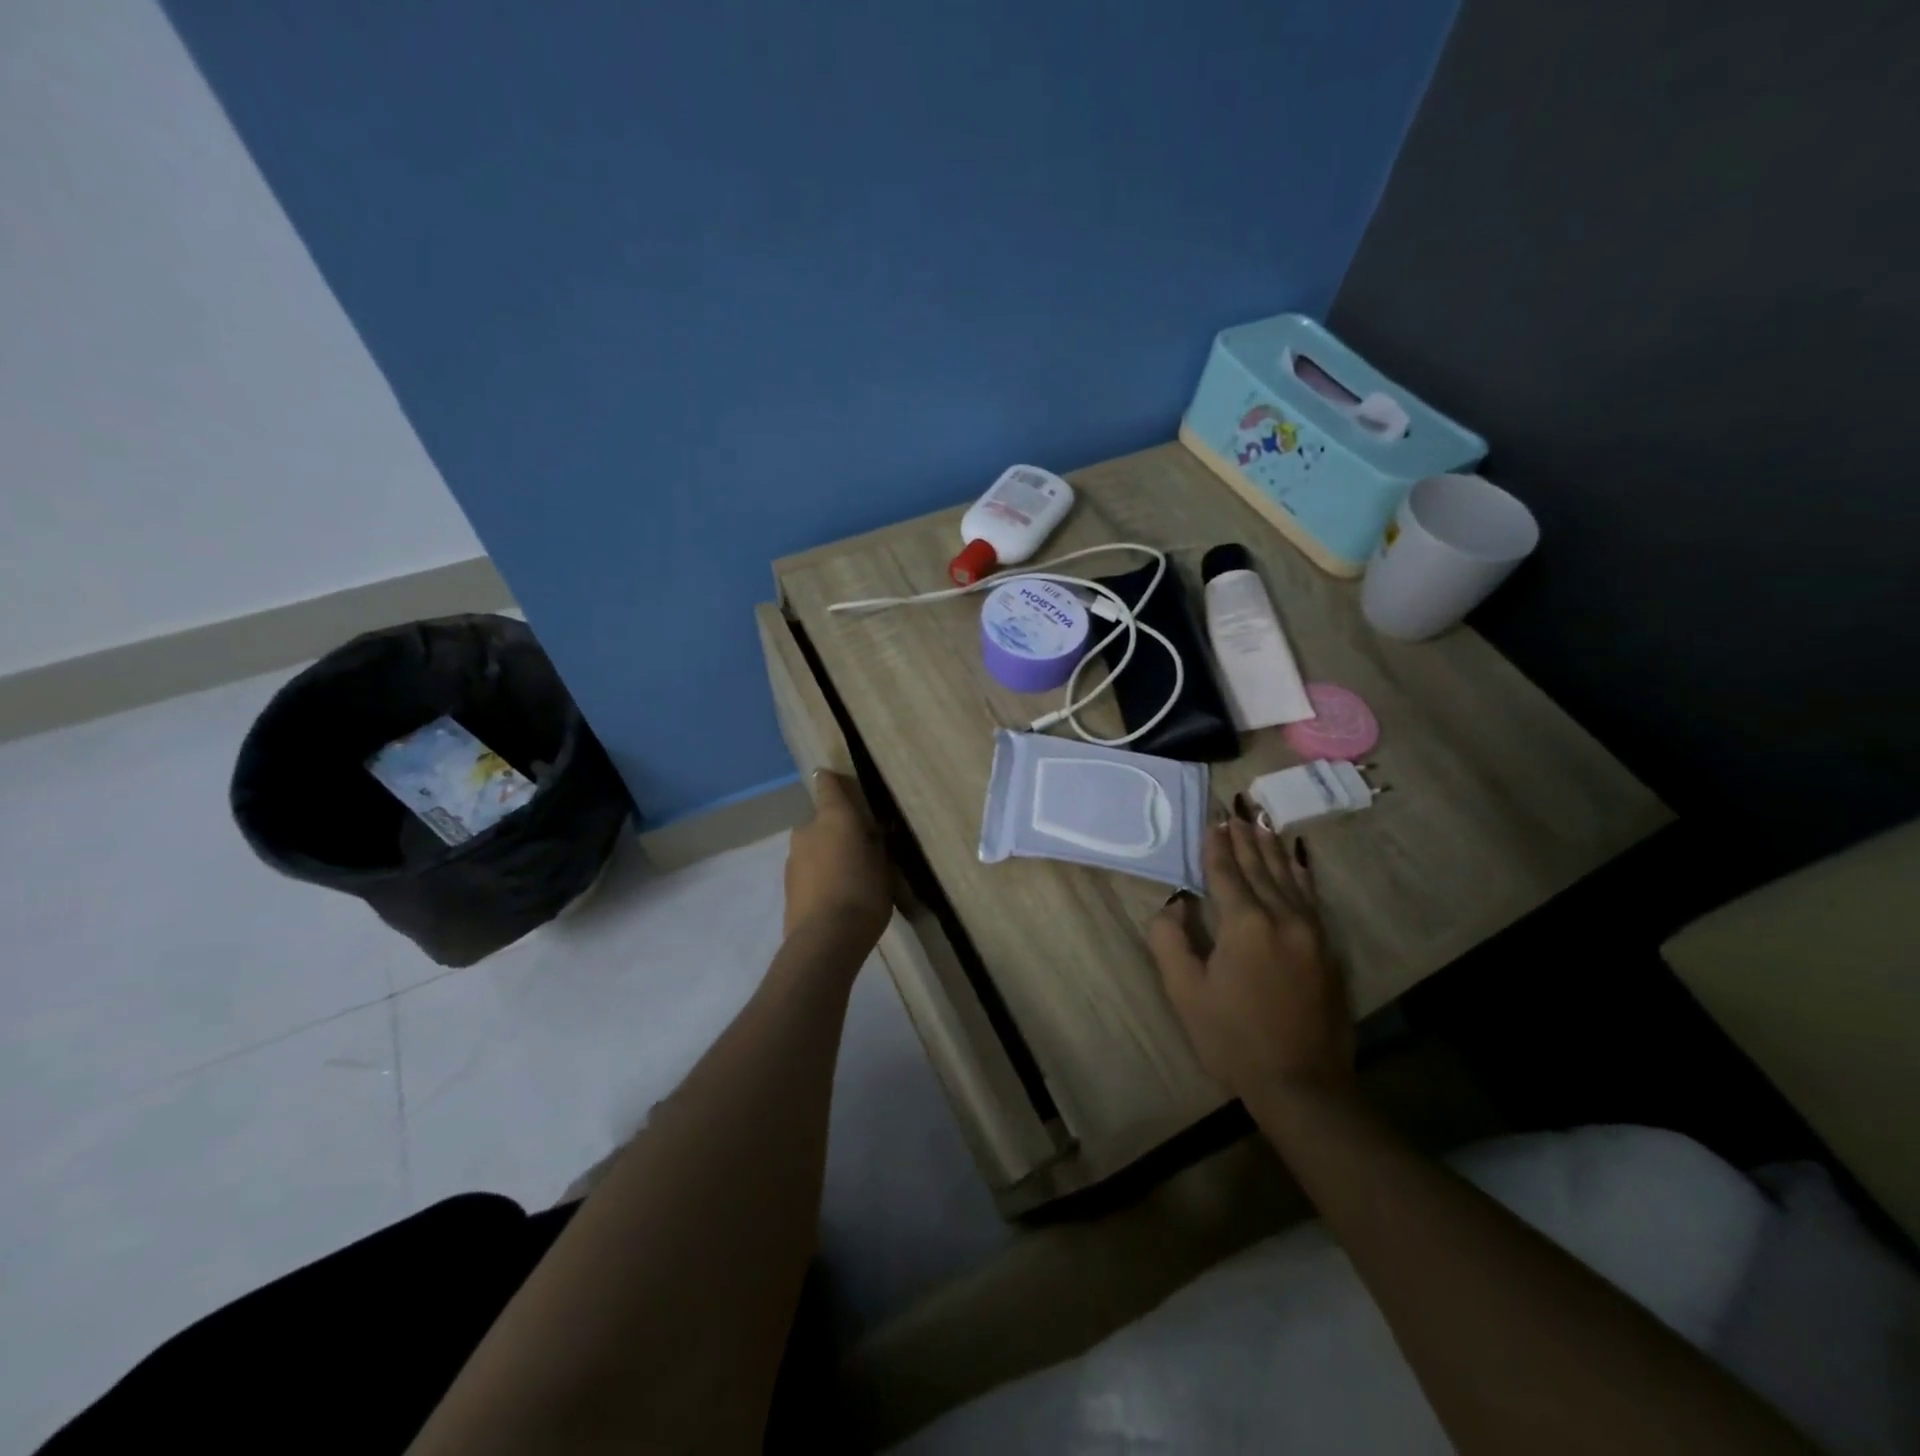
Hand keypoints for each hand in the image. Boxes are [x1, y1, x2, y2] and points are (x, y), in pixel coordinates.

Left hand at [783, 769, 891, 947]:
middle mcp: (807, 829)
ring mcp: (792, 858)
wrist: (825, 939)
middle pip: (822, 821)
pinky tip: (836, 896)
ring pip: (814, 847)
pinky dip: (820, 876)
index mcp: (833, 817)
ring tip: (850, 879)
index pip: (829, 786)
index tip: (837, 779)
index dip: (833, 781)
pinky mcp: (787, 885)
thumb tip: (869, 834)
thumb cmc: (864, 894)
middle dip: (837, 830)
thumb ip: (875, 845)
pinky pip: (808, 871)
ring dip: (827, 855)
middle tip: (861, 849)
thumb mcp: (884, 866)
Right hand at [1147, 808, 1353, 1106]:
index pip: (1227, 874)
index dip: (1217, 847)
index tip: (1213, 821)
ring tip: (1262, 823)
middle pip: (1260, 869)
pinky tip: (1297, 862)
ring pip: (1289, 879)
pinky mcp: (1327, 950)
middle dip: (1245, 839)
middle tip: (1236, 811)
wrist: (1302, 1084)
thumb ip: (1170, 941)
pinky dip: (1301, 875)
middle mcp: (1282, 918)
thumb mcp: (1186, 992)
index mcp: (1245, 925)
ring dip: (1272, 850)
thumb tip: (1174, 905)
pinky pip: (1311, 898)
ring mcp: (1311, 933)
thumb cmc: (1232, 1038)